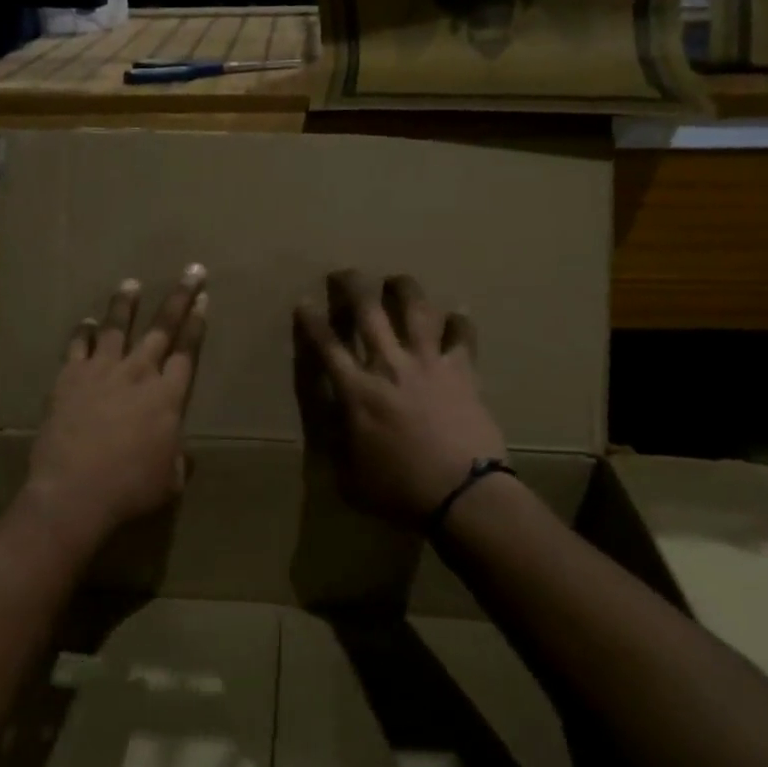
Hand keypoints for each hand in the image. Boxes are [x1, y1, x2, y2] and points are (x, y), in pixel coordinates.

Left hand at [23, 265, 208, 548]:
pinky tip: (85, 322)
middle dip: (179, 298)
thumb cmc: (130, 489)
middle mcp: (138, 373)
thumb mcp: (169, 481)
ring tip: (131, 284)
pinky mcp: (69, 377)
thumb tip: (185, 455)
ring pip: (116, 327)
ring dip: (125, 304)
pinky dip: (82, 332)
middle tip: (191, 271)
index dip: (197, 324)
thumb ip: (178, 461)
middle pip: (162, 328)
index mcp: (168, 396)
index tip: (204, 299)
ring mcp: (102, 371)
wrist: (74, 491)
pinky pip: (77, 346)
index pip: (188, 350)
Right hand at [294, 270, 507, 526]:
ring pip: (415, 310)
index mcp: (357, 391)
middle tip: (345, 273)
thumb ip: (336, 441)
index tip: (304, 303)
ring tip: (397, 279)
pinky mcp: (462, 370)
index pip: (327, 346)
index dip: (312, 321)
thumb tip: (332, 417)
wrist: (463, 494)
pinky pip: (462, 337)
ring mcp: (428, 363)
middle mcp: (390, 365)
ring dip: (404, 289)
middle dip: (352, 286)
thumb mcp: (349, 476)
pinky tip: (458, 313)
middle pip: (368, 311)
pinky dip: (460, 323)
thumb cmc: (400, 490)